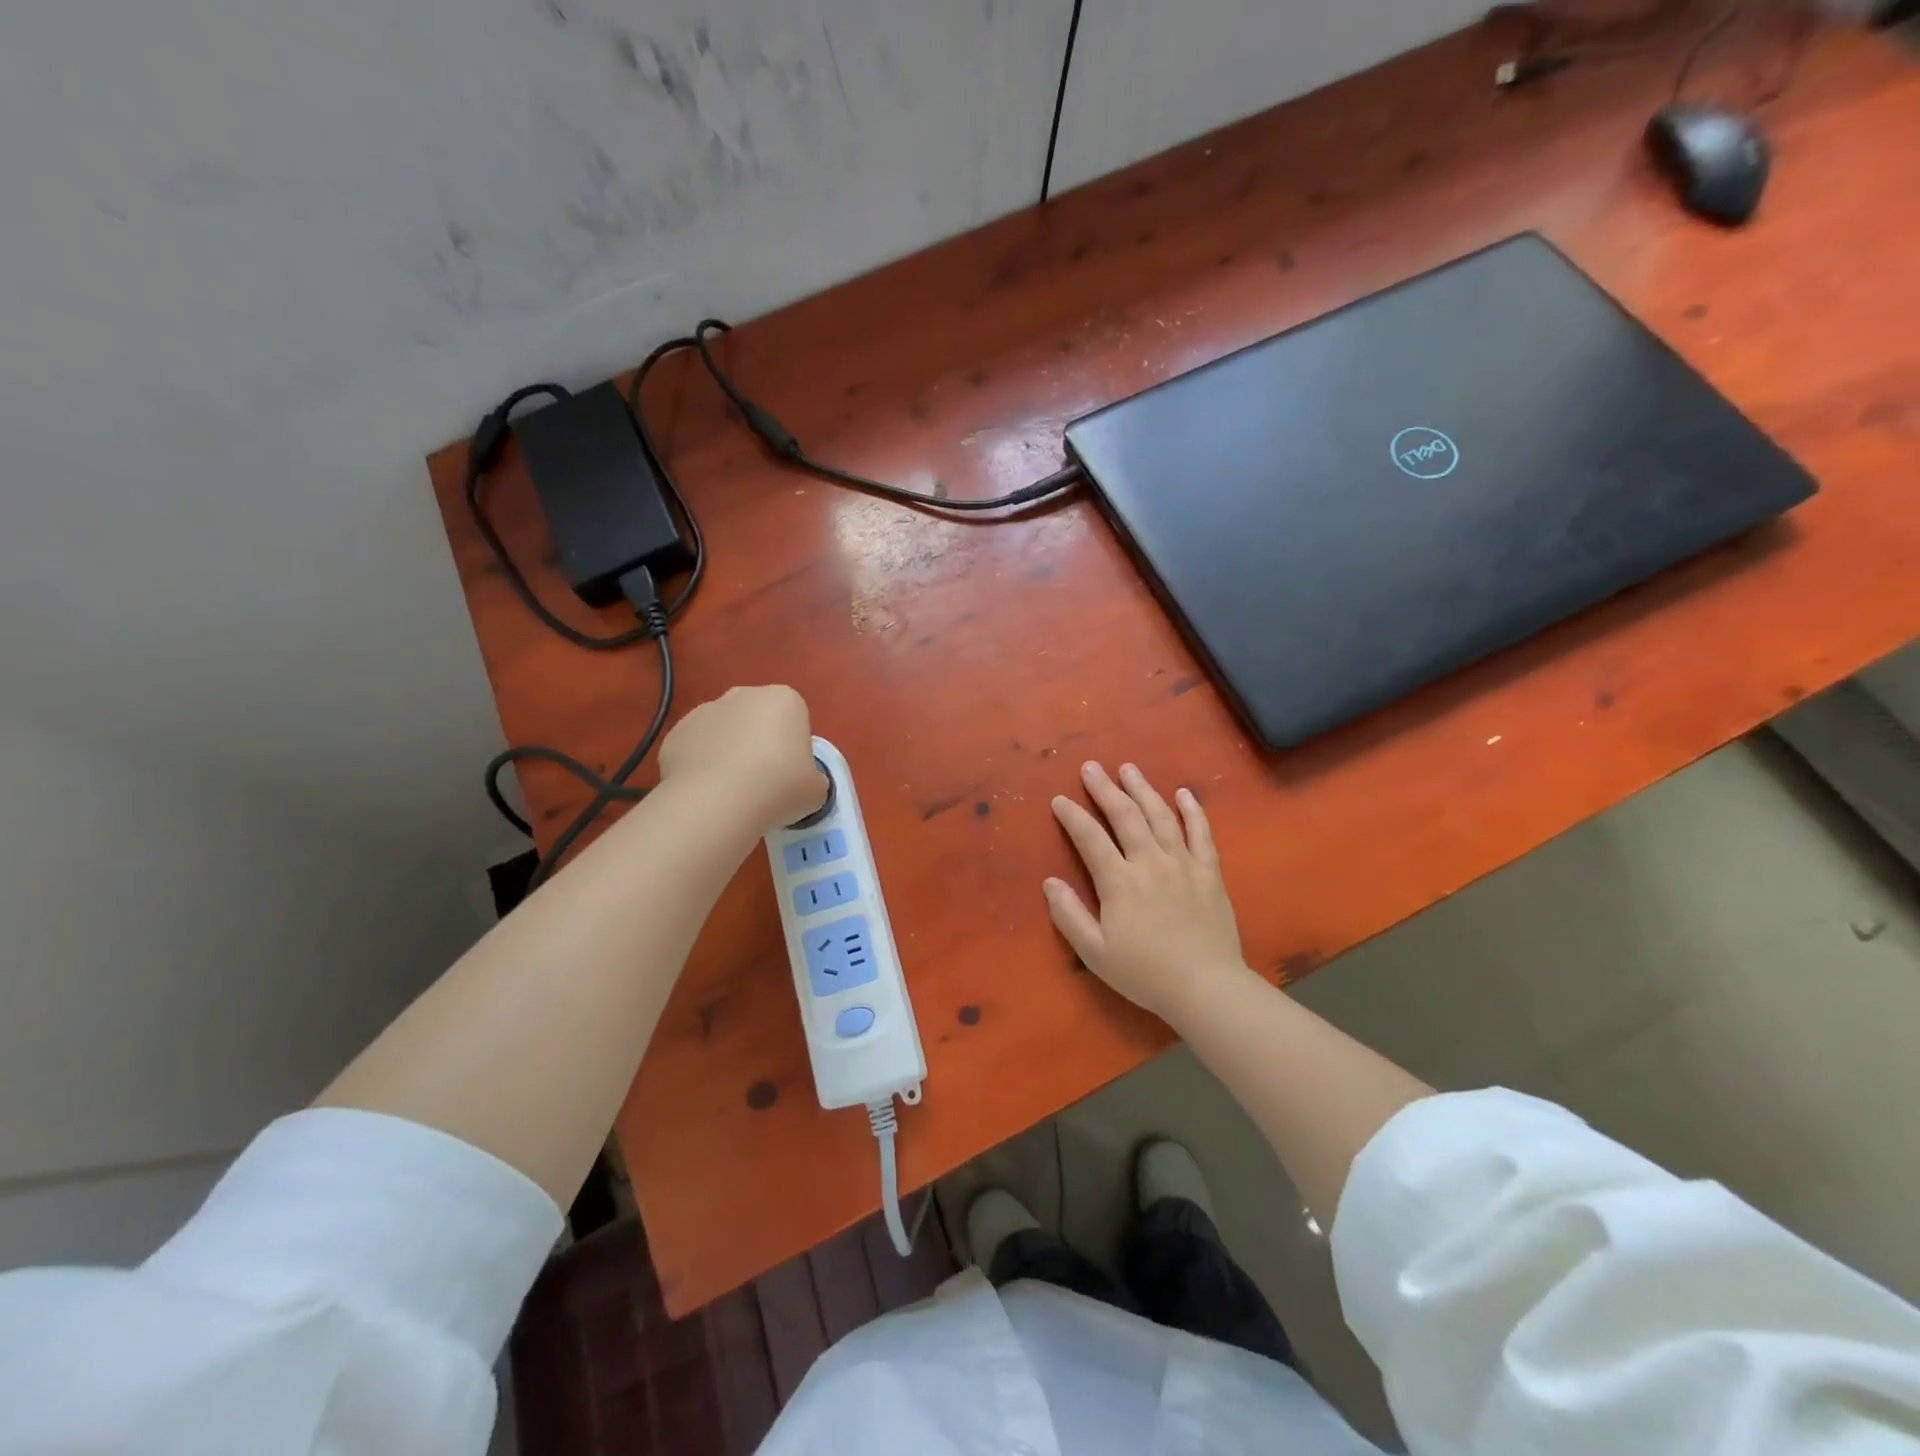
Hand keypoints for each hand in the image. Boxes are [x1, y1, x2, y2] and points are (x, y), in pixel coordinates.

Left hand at [658, 685, 826, 834]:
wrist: (717, 803)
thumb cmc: (779, 788)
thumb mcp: (816, 789)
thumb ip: (812, 779)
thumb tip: (802, 783)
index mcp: (784, 699)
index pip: (795, 718)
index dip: (794, 747)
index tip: (791, 774)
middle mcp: (743, 695)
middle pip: (757, 718)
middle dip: (759, 742)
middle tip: (764, 782)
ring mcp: (705, 711)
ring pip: (724, 732)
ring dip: (728, 753)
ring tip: (732, 792)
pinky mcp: (676, 734)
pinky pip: (696, 749)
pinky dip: (701, 766)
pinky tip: (707, 793)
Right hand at [1045, 761, 1250, 1025]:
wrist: (1206, 987)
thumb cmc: (1145, 973)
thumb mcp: (1095, 953)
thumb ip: (1069, 916)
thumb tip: (1049, 882)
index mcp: (1119, 882)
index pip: (1090, 839)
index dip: (1073, 817)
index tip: (1060, 800)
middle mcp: (1150, 863)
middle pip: (1125, 816)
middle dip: (1105, 789)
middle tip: (1091, 767)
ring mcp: (1183, 864)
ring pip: (1161, 816)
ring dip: (1143, 790)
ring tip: (1129, 768)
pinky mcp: (1209, 872)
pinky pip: (1201, 833)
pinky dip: (1192, 811)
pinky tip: (1184, 793)